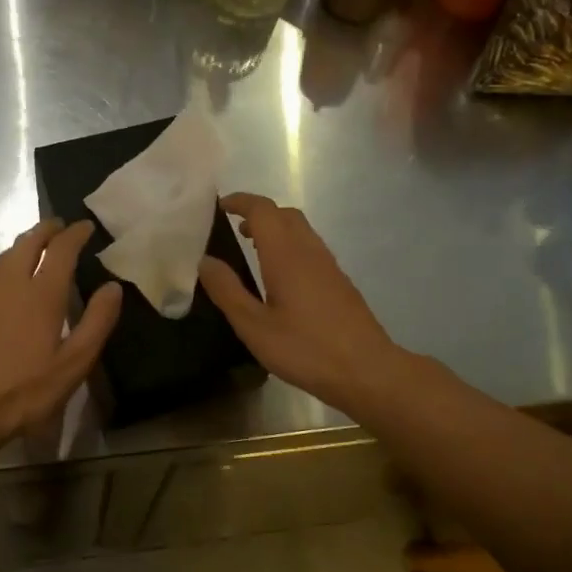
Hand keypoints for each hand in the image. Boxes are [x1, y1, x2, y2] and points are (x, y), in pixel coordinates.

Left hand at [0, 219, 122, 446]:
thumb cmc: (24, 390)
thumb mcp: (73, 364)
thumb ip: (97, 322)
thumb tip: (113, 287)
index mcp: (42, 293)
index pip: (62, 248)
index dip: (76, 233)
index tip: (86, 226)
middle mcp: (11, 279)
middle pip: (31, 240)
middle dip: (49, 229)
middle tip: (61, 228)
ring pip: (7, 252)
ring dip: (26, 243)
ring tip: (37, 247)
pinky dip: (5, 261)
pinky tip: (5, 274)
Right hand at [197, 193, 405, 414]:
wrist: (367, 370)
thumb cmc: (305, 348)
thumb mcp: (254, 326)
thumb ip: (227, 291)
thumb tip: (205, 260)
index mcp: (286, 255)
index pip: (263, 210)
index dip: (240, 201)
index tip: (219, 207)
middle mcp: (309, 251)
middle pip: (284, 214)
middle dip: (258, 213)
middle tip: (234, 229)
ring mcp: (329, 266)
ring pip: (300, 230)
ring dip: (275, 229)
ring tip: (252, 249)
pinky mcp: (339, 282)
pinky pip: (310, 248)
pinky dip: (289, 246)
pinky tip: (280, 278)